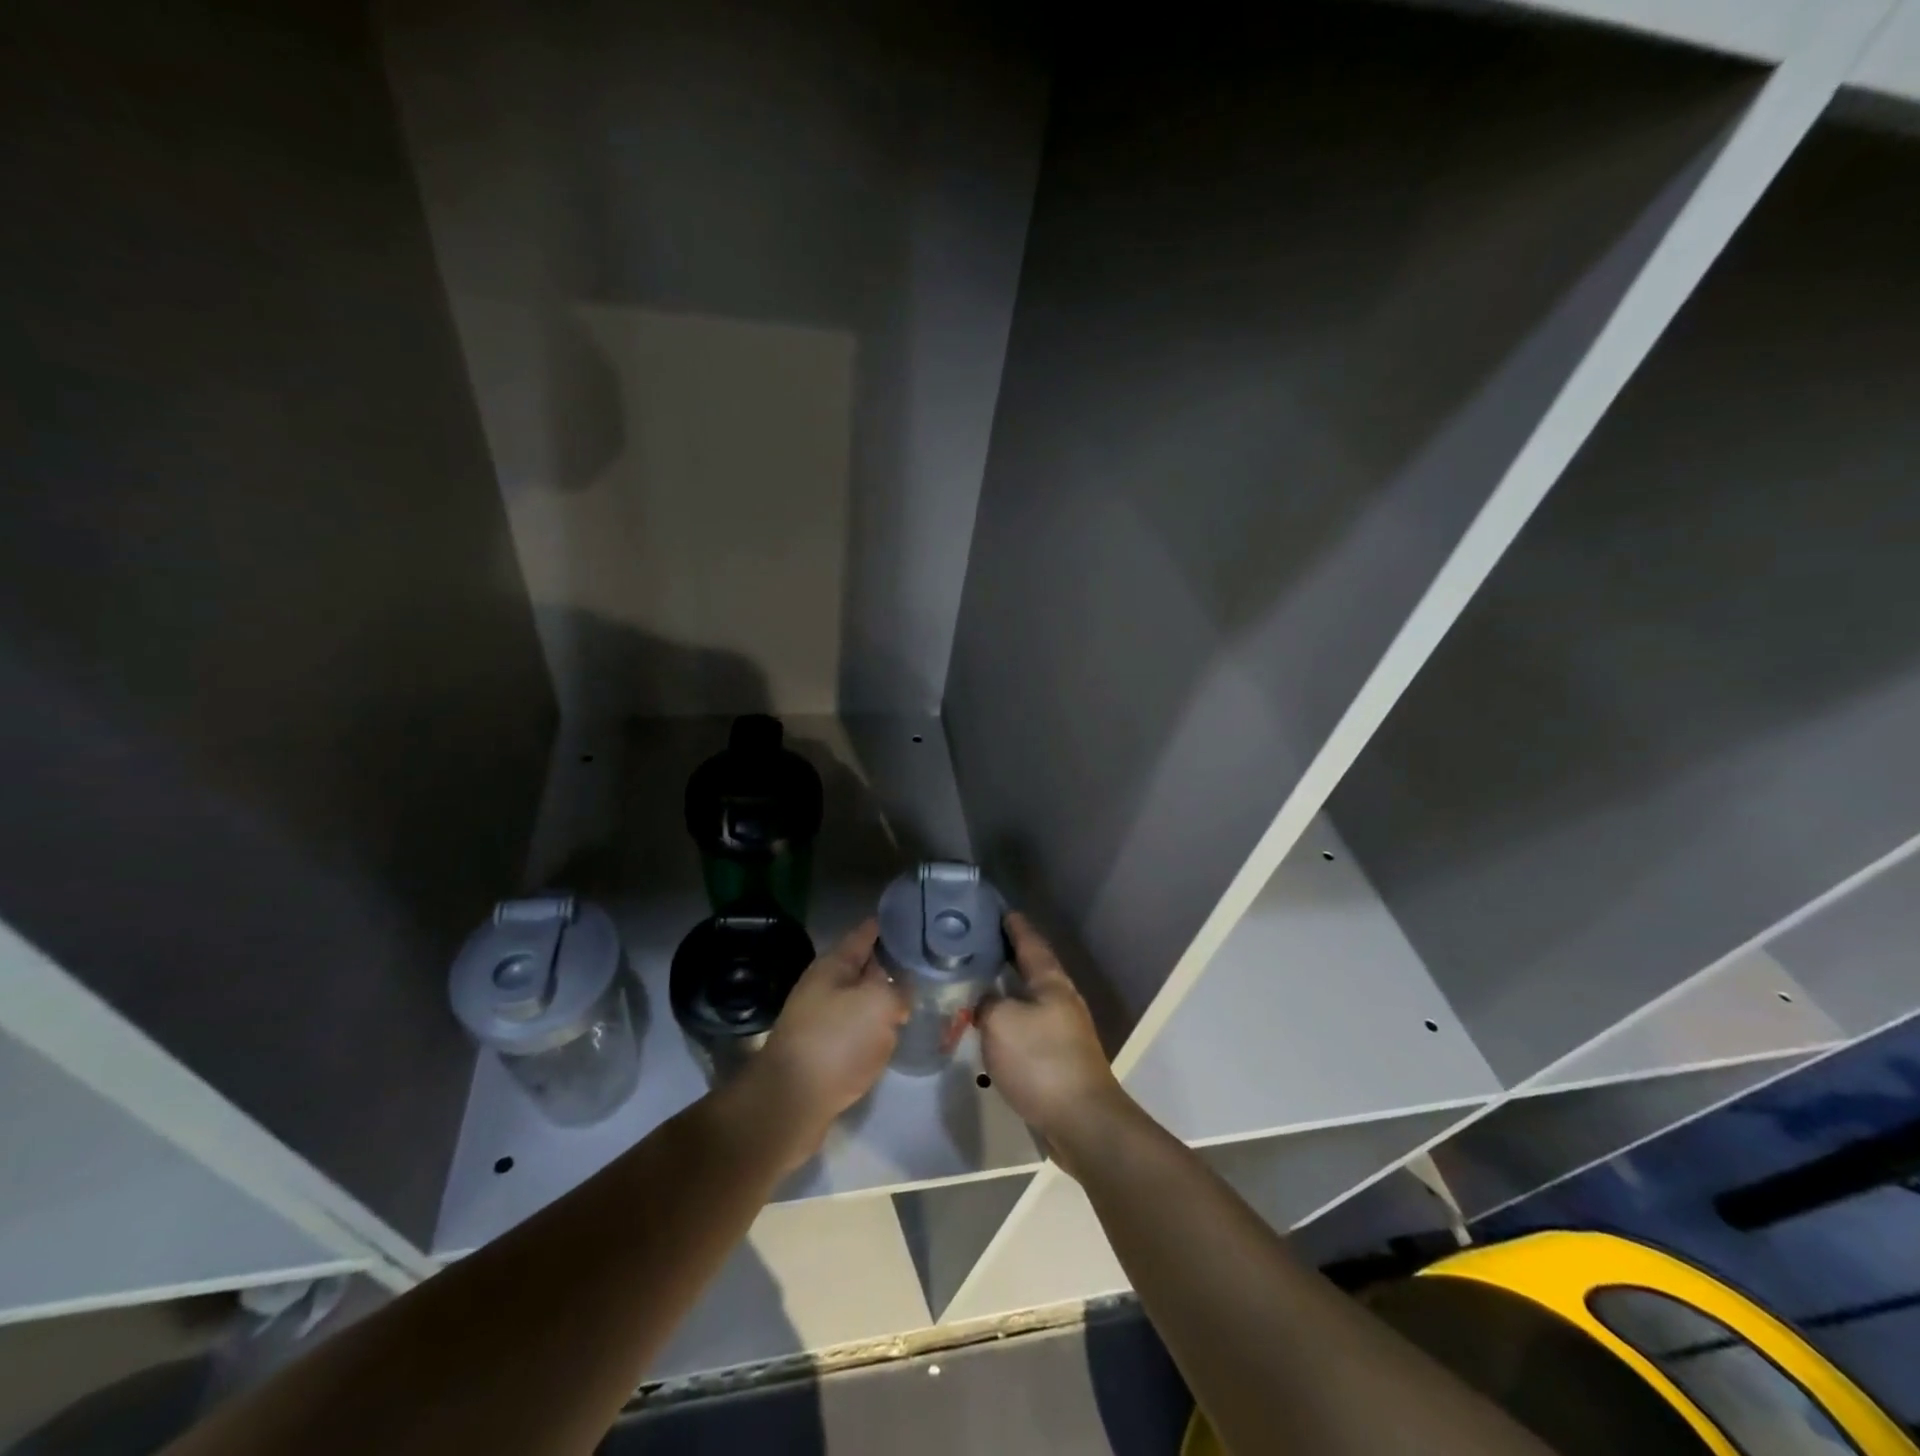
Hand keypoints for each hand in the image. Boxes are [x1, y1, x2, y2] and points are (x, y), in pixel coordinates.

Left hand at [745, 919, 905, 1167]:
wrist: (792, 1101)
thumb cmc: (836, 1040)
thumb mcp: (878, 1003)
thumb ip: (898, 991)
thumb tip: (901, 997)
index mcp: (834, 965)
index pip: (865, 933)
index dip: (888, 924)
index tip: (915, 917)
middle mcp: (825, 987)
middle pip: (864, 967)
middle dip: (891, 962)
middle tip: (926, 960)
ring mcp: (823, 1021)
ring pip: (862, 1000)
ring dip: (885, 997)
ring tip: (917, 995)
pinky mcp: (825, 1052)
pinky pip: (857, 1030)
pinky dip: (876, 1028)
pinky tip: (894, 1034)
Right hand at [977, 914, 1129, 1162]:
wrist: (1081, 1121)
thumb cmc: (1041, 1061)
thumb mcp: (1000, 1023)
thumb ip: (986, 1004)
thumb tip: (986, 1002)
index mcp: (1051, 983)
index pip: (1031, 943)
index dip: (1015, 926)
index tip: (1001, 911)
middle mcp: (1061, 1000)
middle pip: (1034, 969)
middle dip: (1010, 956)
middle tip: (982, 945)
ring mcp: (1064, 1030)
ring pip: (1031, 999)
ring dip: (1009, 989)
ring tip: (982, 983)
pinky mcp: (1059, 1058)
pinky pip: (1030, 1025)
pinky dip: (1011, 1018)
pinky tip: (994, 1027)